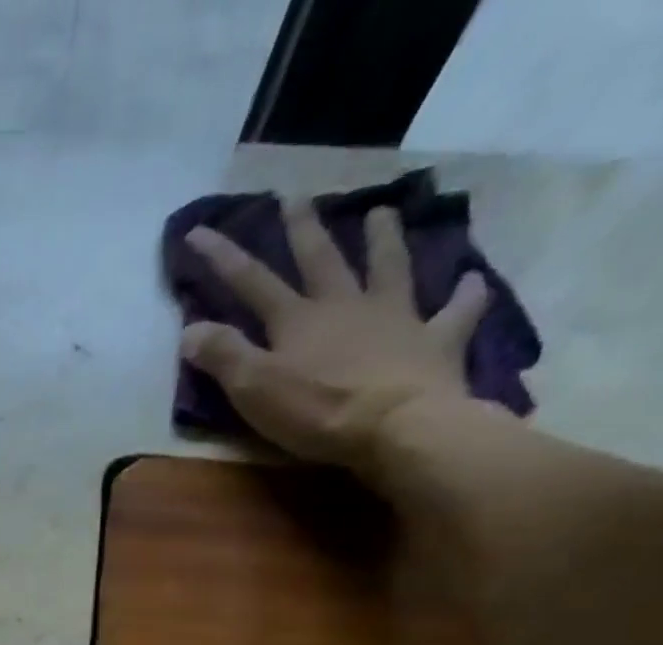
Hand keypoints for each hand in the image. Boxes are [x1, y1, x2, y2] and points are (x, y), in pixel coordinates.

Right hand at [179, 203, 490, 467]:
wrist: (399, 427)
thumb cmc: (318, 412)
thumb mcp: (254, 389)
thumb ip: (223, 356)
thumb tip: (190, 329)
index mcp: (297, 320)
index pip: (250, 282)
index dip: (222, 257)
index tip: (199, 230)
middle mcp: (345, 306)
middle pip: (321, 260)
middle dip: (303, 230)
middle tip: (296, 199)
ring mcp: (395, 319)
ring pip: (389, 268)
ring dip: (384, 240)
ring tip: (383, 212)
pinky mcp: (435, 341)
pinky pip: (455, 312)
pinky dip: (464, 296)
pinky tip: (472, 281)